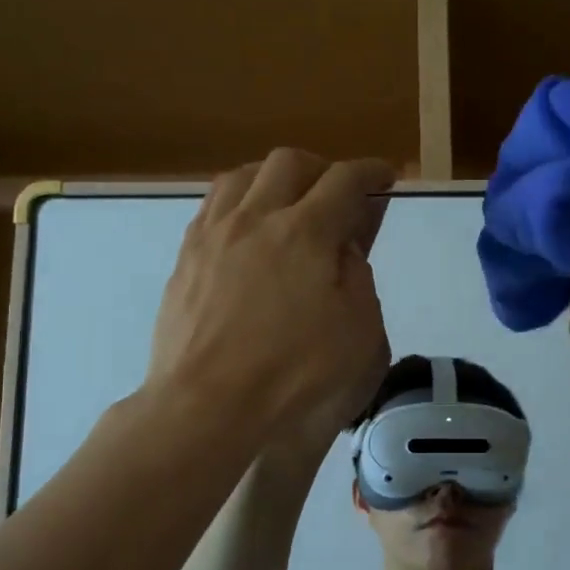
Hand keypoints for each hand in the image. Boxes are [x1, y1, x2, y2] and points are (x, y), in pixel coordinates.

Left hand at [148, 149, 391, 435]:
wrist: (207, 406)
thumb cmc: (294, 375)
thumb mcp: (359, 333)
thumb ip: (358, 278)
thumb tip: (343, 249)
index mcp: (306, 232)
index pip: (345, 181)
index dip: (370, 173)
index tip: (384, 178)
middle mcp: (256, 218)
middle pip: (290, 162)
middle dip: (322, 170)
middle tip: (337, 197)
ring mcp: (214, 235)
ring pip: (243, 175)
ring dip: (274, 178)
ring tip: (288, 204)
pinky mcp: (185, 258)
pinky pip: (213, 206)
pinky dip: (239, 202)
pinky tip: (246, 230)